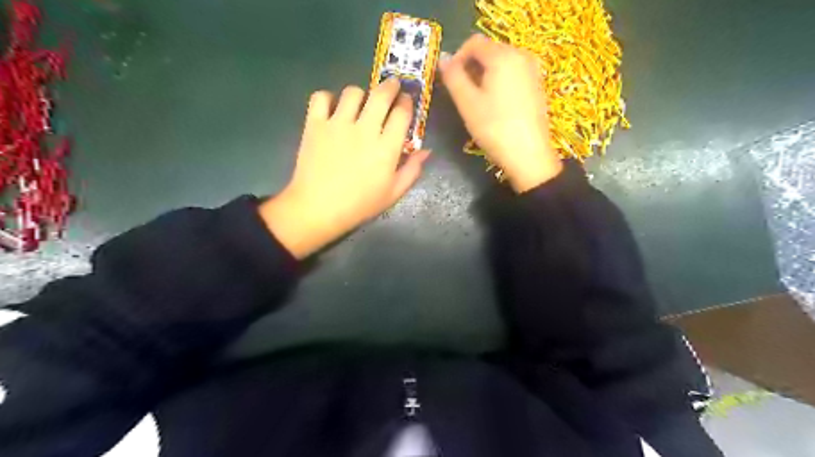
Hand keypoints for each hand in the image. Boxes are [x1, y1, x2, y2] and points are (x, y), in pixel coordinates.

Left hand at [261, 77, 427, 258]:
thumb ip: (412, 170)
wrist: (318, 209)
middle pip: (381, 95)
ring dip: (361, 94)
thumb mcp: (393, 193)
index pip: (402, 113)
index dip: (407, 103)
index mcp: (386, 147)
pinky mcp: (315, 124)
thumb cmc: (359, 204)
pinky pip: (321, 97)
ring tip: (360, 102)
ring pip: (352, 92)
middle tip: (392, 86)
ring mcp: (337, 124)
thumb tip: (426, 151)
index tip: (407, 101)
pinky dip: (328, 98)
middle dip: (391, 86)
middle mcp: (364, 129)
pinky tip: (332, 108)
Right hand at [439, 35, 561, 191]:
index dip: (457, 58)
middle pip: (489, 51)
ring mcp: (533, 70)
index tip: (450, 81)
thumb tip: (443, 59)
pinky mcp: (537, 86)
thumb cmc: (494, 127)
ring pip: (501, 63)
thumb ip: (453, 76)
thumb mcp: (467, 103)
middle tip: (463, 95)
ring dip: (484, 76)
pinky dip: (499, 83)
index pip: (474, 42)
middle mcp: (521, 55)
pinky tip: (496, 106)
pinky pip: (513, 74)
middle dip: (472, 68)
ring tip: (478, 103)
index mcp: (503, 56)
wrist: (528, 155)